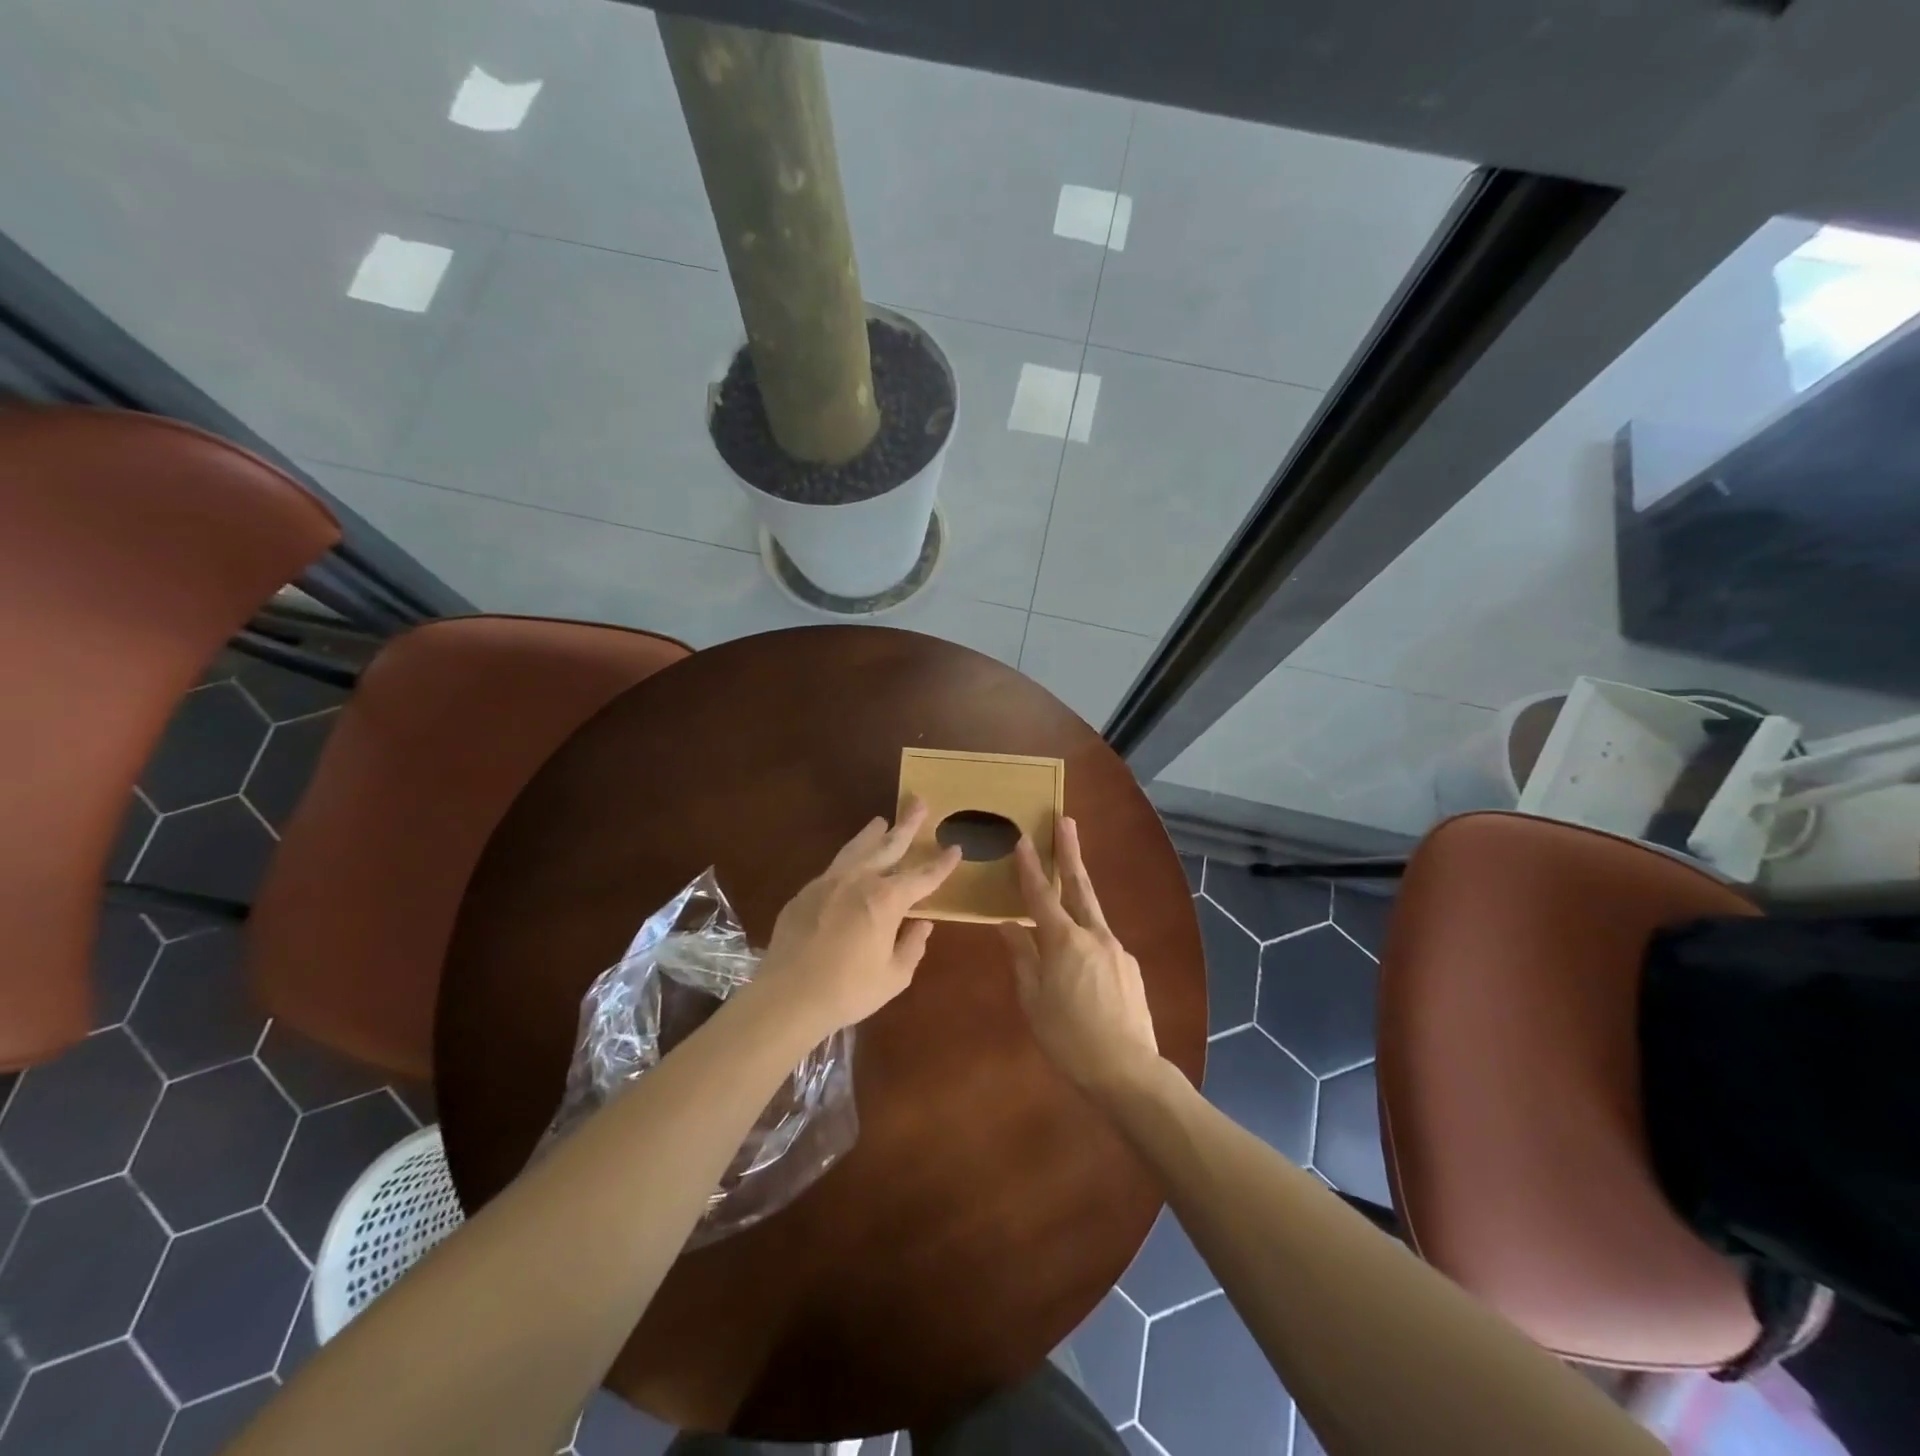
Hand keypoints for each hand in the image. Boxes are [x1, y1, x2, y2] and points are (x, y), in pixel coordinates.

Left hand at [747, 798, 961, 1042]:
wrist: (787, 996)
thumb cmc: (847, 990)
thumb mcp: (893, 977)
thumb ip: (912, 946)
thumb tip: (922, 924)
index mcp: (886, 900)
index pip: (923, 876)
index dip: (942, 864)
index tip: (955, 848)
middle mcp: (859, 881)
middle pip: (888, 845)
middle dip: (907, 825)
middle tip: (918, 803)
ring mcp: (829, 882)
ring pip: (856, 848)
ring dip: (873, 834)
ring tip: (882, 820)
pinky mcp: (806, 892)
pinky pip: (835, 866)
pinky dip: (849, 857)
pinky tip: (851, 860)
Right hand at [999, 817, 1159, 1096]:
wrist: (1128, 1072)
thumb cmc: (1069, 1039)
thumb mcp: (1034, 1001)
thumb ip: (1022, 959)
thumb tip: (1009, 927)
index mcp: (1064, 942)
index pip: (1041, 896)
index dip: (1030, 867)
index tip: (1023, 840)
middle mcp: (1094, 935)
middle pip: (1079, 886)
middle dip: (1070, 852)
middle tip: (1066, 821)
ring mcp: (1117, 950)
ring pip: (1092, 913)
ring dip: (1078, 893)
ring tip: (1066, 883)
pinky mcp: (1130, 967)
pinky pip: (1102, 942)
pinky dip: (1087, 936)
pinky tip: (1080, 959)